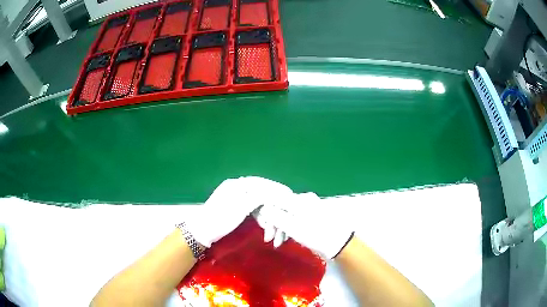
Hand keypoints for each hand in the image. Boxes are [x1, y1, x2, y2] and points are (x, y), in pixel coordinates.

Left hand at [185, 177, 292, 247]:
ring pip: (259, 203)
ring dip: (267, 214)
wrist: (201, 231)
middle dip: (273, 206)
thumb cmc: (219, 220)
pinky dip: (260, 216)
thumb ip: (257, 198)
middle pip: (262, 193)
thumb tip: (274, 192)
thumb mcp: (239, 208)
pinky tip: (264, 225)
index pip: (262, 183)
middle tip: (281, 215)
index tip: (289, 195)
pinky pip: (254, 209)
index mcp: (237, 185)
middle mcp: (238, 188)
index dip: (276, 189)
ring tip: (270, 228)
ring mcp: (237, 198)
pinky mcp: (237, 207)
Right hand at [255, 192, 353, 258]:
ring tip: (279, 243)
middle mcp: (303, 199)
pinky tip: (287, 238)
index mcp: (298, 199)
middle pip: (280, 208)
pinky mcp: (312, 215)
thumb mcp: (293, 227)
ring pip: (287, 214)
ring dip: (280, 228)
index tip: (265, 230)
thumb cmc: (316, 235)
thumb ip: (276, 217)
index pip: (274, 200)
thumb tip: (263, 209)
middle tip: (271, 240)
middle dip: (273, 224)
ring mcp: (309, 207)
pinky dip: (289, 228)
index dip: (266, 214)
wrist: (340, 243)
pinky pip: (294, 218)